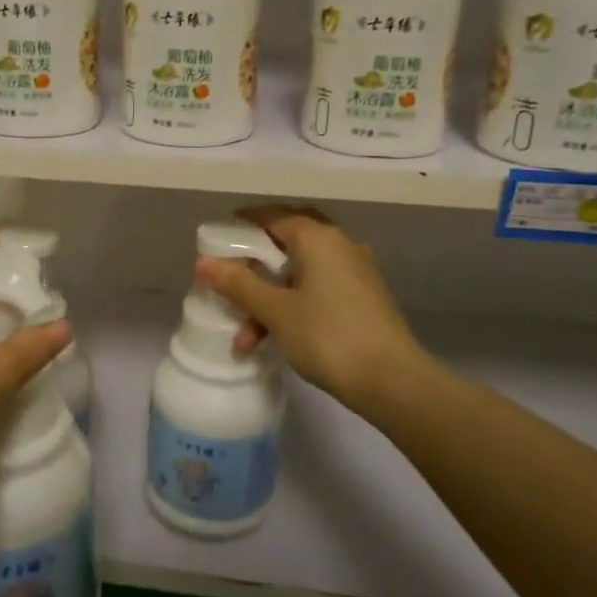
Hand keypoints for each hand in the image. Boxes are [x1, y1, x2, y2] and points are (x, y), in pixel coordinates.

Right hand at [196, 206, 430, 422]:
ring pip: (301, 272)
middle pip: (289, 240)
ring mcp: (354, 273)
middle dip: (257, 260)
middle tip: (232, 273)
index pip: (273, 216)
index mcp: (318, 238)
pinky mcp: (362, 299)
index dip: (243, 224)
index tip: (218, 238)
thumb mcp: (275, 311)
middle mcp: (339, 245)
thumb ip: (239, 284)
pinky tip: (274, 338)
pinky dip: (292, 305)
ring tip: (244, 336)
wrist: (392, 381)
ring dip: (270, 296)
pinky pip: (317, 289)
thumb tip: (204, 262)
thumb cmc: (328, 336)